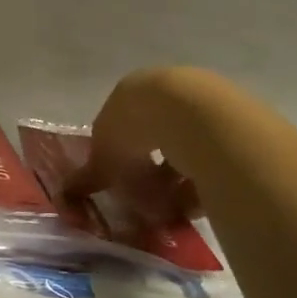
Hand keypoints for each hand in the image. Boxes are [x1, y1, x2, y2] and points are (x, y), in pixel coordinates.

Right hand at [66, 67, 206, 207]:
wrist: (190, 112)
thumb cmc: (135, 129)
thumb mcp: (105, 157)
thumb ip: (91, 175)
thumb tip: (67, 193)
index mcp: (129, 92)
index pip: (118, 125)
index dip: (116, 155)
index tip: (119, 181)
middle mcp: (162, 90)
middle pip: (153, 136)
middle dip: (150, 168)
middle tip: (148, 198)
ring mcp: (197, 99)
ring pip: (183, 145)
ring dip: (177, 177)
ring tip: (174, 207)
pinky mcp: (228, 115)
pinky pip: (211, 154)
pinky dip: (202, 177)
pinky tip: (198, 201)